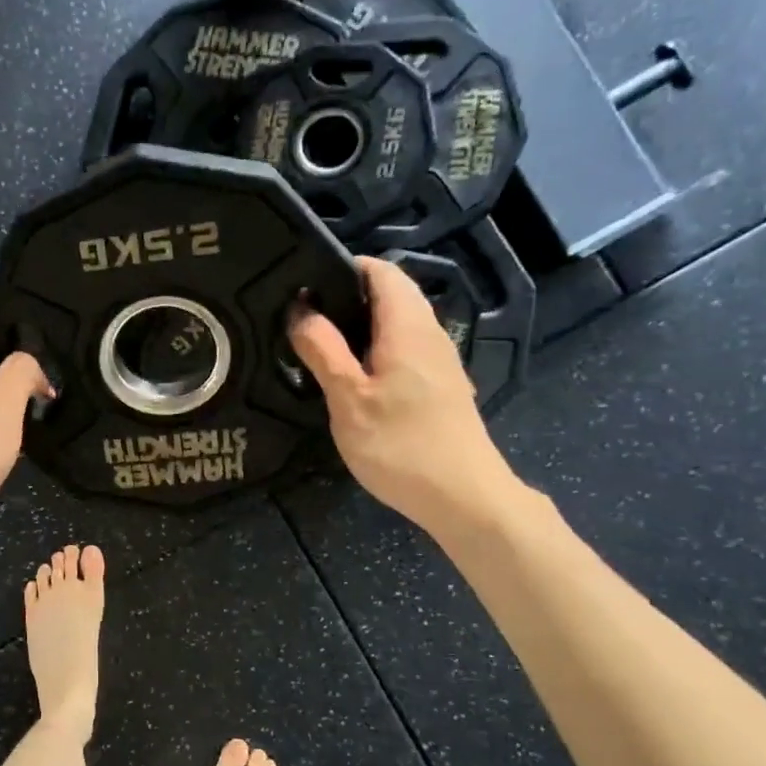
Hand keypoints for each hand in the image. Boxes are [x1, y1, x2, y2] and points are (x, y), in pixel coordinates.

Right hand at [288, 256, 522, 536]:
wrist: (465, 497)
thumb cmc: (401, 445)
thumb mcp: (348, 398)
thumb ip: (323, 349)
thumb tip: (300, 310)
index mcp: (408, 327)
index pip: (382, 271)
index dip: (344, 268)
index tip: (305, 285)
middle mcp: (430, 334)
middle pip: (390, 295)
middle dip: (347, 298)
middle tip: (302, 320)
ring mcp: (439, 361)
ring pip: (397, 324)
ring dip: (360, 327)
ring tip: (319, 347)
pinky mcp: (440, 386)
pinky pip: (404, 349)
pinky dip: (375, 350)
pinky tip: (352, 379)